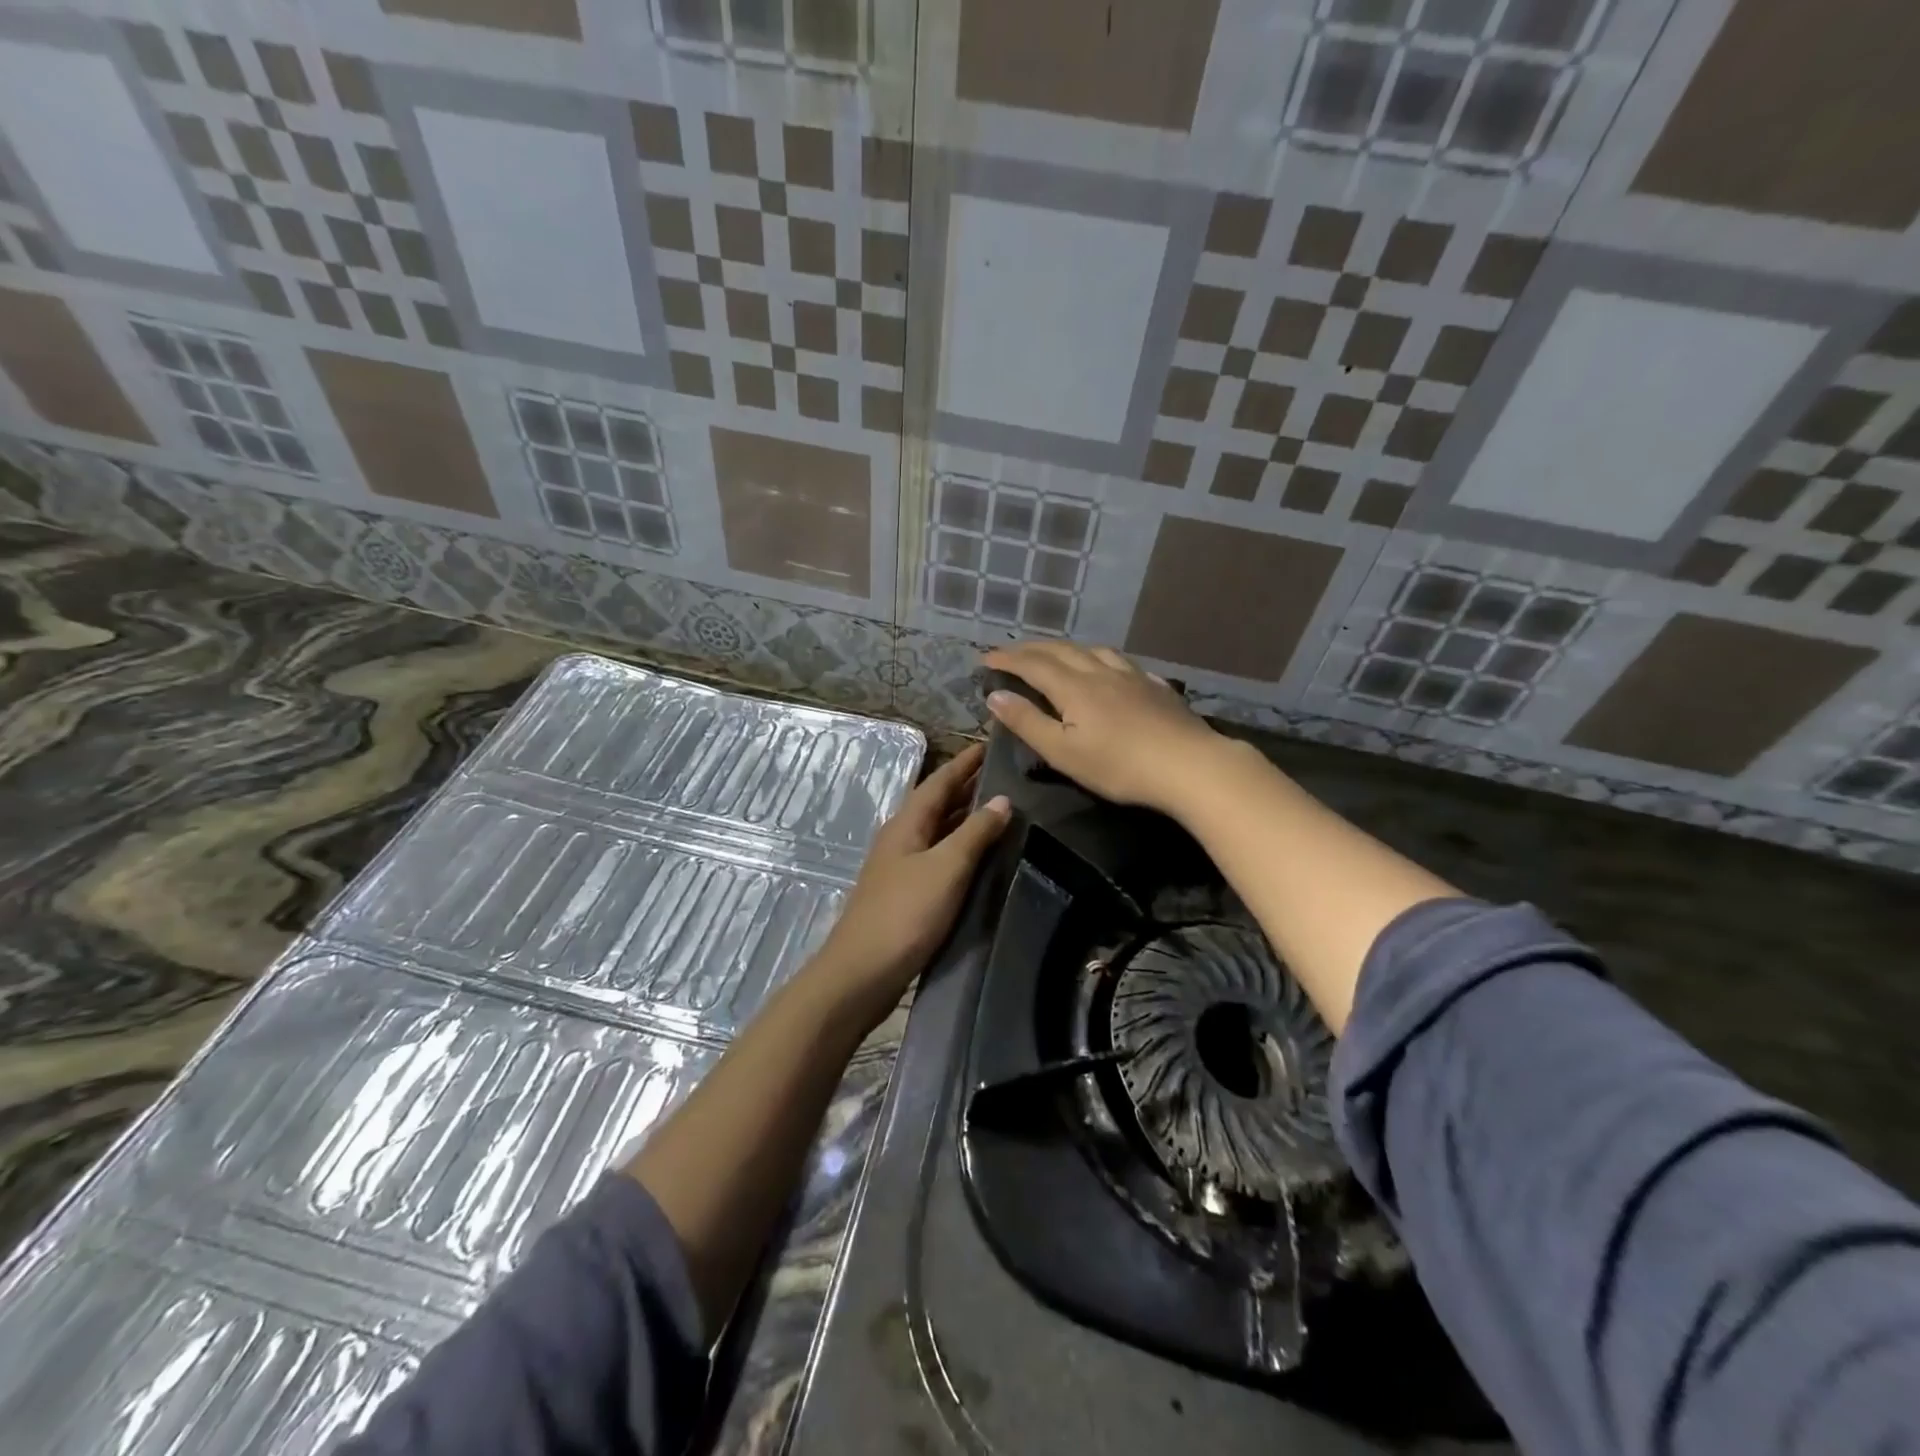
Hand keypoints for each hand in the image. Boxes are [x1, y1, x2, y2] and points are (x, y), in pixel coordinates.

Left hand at [809, 743, 1009, 1029]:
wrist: (862, 973)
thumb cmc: (905, 914)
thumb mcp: (946, 868)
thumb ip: (974, 834)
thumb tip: (1002, 799)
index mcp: (907, 823)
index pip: (939, 781)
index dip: (965, 762)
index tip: (990, 744)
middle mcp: (901, 837)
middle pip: (937, 803)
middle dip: (967, 786)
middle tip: (1004, 774)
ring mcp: (900, 866)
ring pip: (937, 830)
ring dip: (964, 817)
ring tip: (999, 809)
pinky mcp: (905, 893)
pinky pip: (937, 855)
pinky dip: (959, 846)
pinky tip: (978, 856)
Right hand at [982, 643, 1225, 814]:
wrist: (1189, 766)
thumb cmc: (1119, 766)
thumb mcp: (1063, 752)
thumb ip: (1028, 722)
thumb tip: (995, 695)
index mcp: (1073, 687)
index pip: (1032, 665)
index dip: (1007, 659)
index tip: (985, 657)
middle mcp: (1100, 672)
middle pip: (1061, 651)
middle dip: (1031, 648)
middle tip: (1011, 651)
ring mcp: (1132, 676)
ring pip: (1093, 650)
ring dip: (1067, 648)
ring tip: (1056, 652)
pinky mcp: (1156, 687)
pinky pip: (1121, 662)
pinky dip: (1101, 659)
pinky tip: (1109, 669)